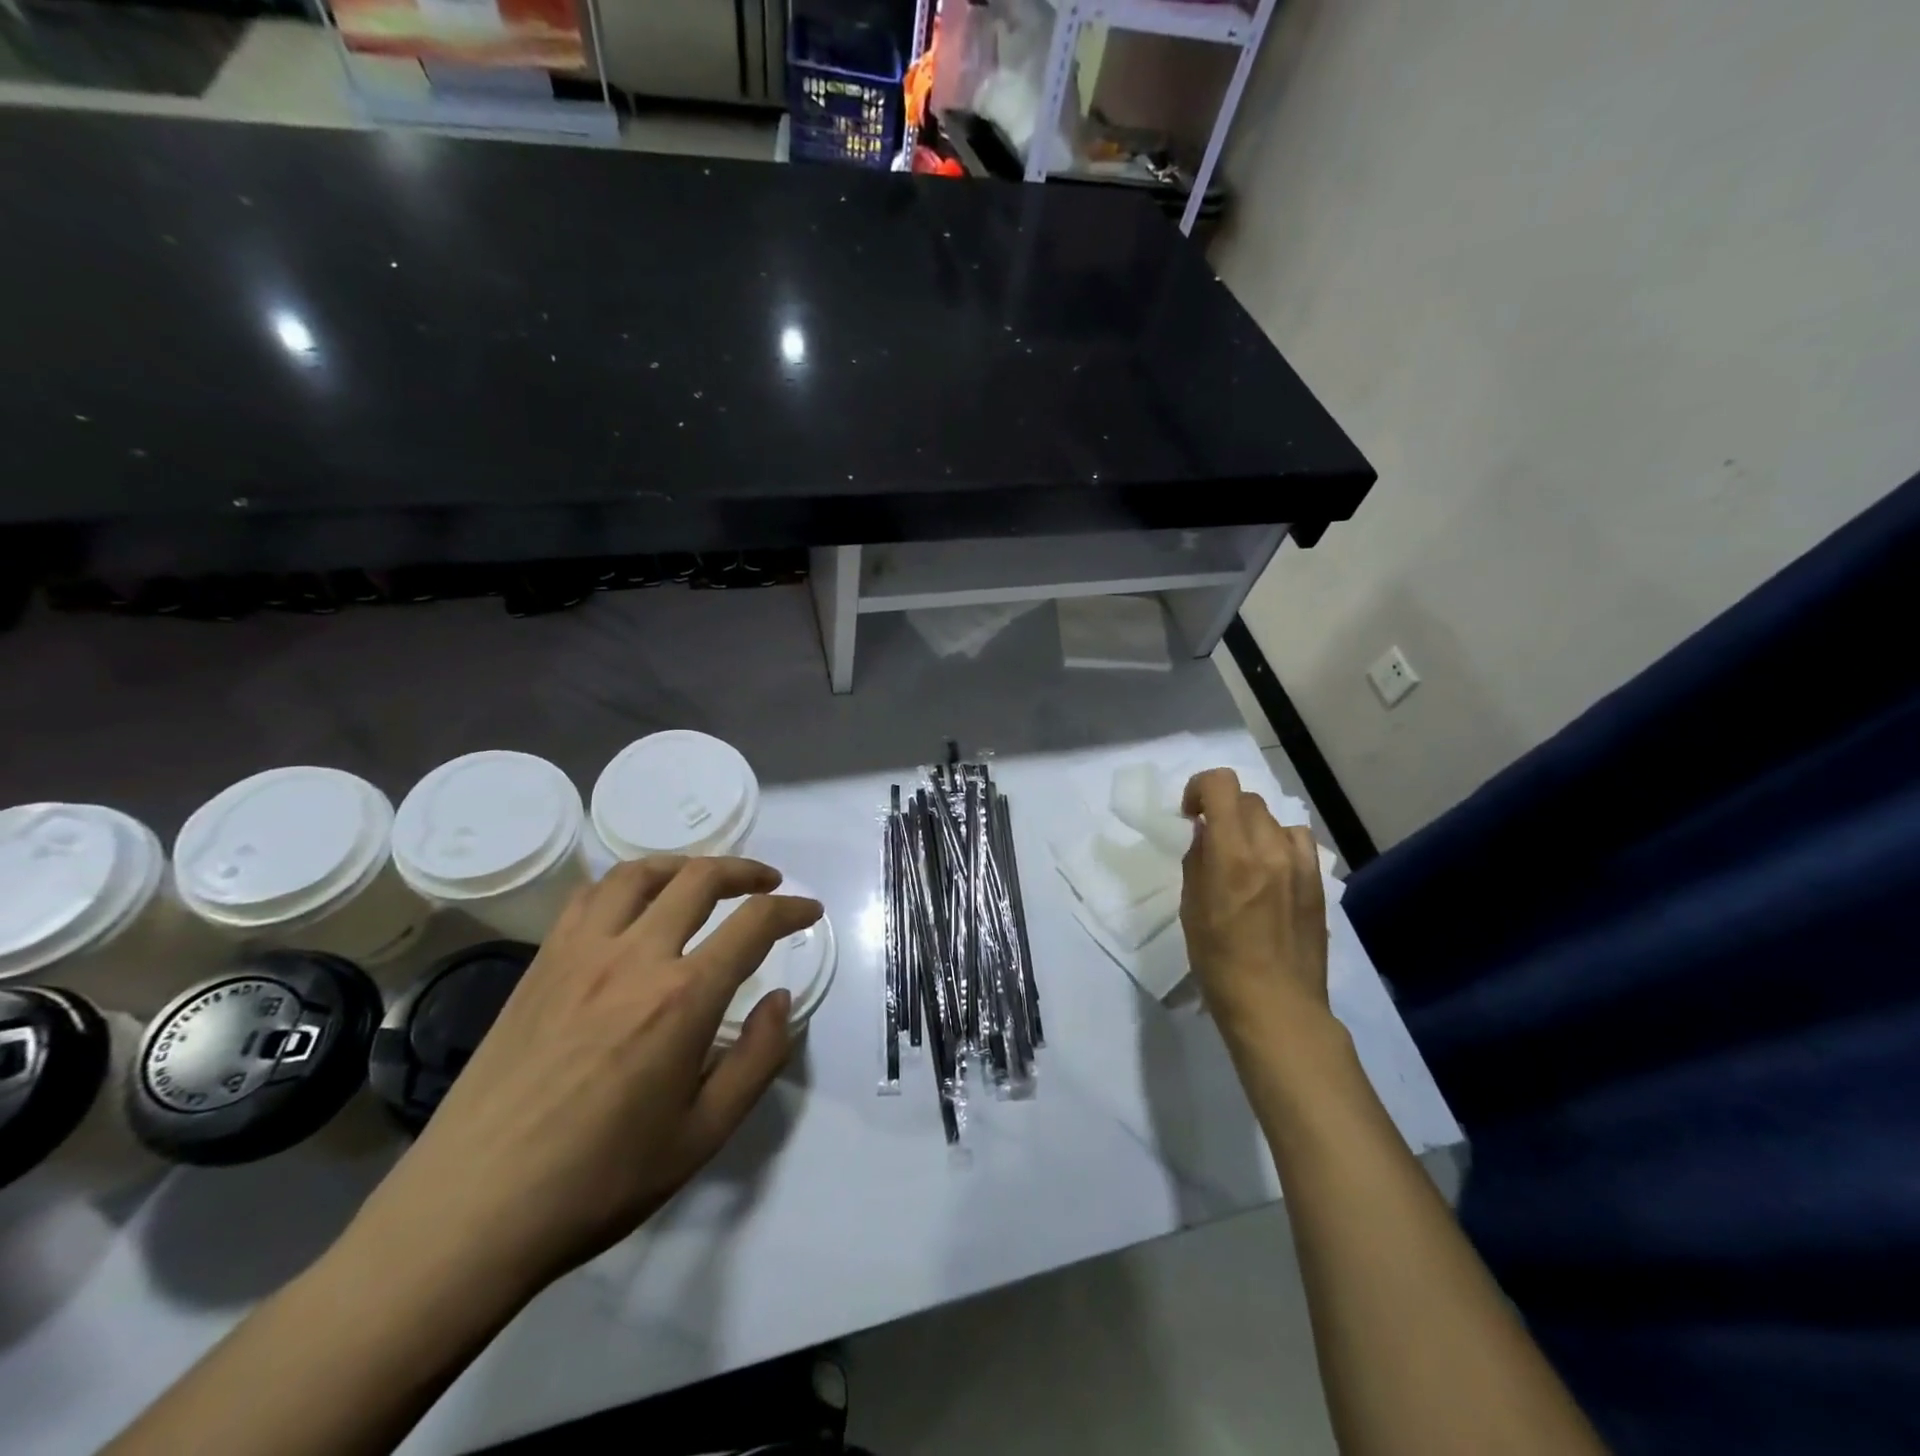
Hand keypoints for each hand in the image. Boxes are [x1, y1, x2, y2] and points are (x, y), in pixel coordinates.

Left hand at [348, 856, 821, 1298]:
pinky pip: (588, 898)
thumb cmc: (599, 1182)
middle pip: (699, 878)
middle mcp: (634, 957)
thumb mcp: (703, 1136)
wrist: (470, 1213)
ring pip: (639, 874)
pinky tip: (634, 907)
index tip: (809, 910)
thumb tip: (780, 1001)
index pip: (753, 923)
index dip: (791, 909)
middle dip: (745, 871)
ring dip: (684, 865)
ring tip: (704, 880)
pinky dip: (626, 885)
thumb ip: (757, 1059)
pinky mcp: (539, 965)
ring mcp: (579, 954)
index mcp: (682, 998)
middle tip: (768, 883)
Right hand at [1179, 768, 1329, 1050]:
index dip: (1199, 788)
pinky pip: (1297, 841)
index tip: (1189, 814)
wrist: (1276, 1004)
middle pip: (1247, 798)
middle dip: (1222, 808)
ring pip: (1273, 817)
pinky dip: (1278, 842)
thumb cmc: (1219, 961)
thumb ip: (1197, 860)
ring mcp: (1300, 863)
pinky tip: (1270, 869)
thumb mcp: (1191, 907)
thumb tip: (1204, 833)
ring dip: (1251, 825)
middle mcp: (1270, 848)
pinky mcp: (1318, 880)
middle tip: (1210, 837)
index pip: (1221, 785)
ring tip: (1242, 855)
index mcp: (1232, 854)